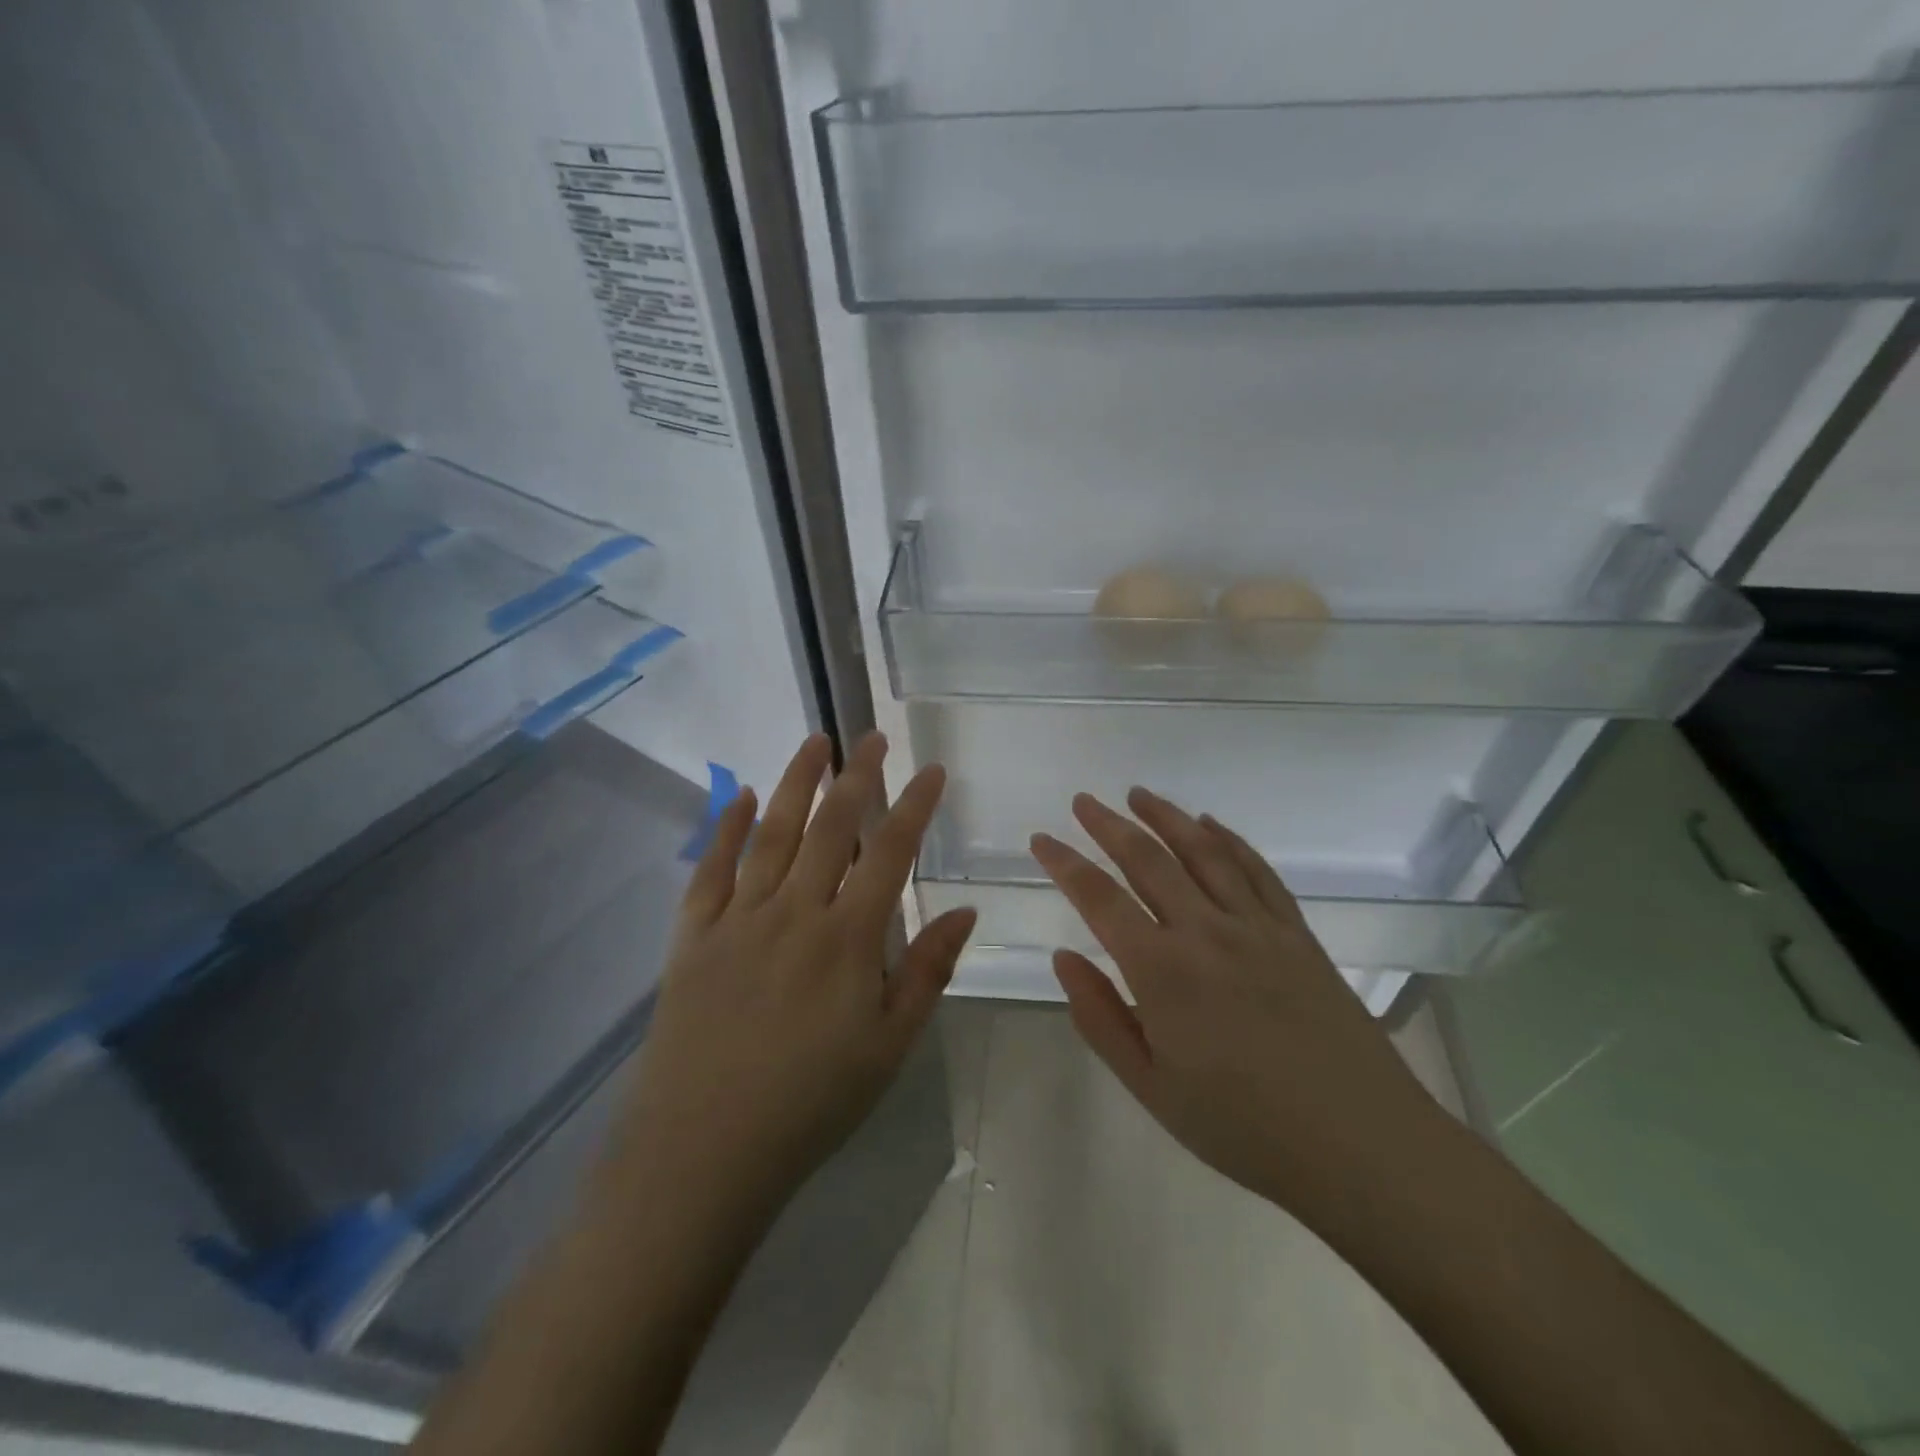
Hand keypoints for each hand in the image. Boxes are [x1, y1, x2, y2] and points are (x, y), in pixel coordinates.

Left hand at [603, 733, 975, 1227]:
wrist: (703, 1152)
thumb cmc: (811, 1103)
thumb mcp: (889, 1046)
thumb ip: (927, 971)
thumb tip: (966, 911)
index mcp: (847, 939)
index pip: (890, 853)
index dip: (914, 806)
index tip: (932, 770)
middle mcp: (794, 912)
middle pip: (831, 828)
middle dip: (857, 777)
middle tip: (872, 737)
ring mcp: (738, 919)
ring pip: (771, 833)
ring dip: (794, 783)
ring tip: (814, 742)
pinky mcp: (692, 936)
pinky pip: (711, 869)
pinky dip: (726, 828)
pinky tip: (737, 796)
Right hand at [1030, 788, 1441, 1222]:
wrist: (1361, 1144)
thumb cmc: (1243, 1126)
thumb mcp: (1151, 1088)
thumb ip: (1101, 1017)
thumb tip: (1064, 956)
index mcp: (1163, 971)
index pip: (1100, 899)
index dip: (1065, 863)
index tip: (1041, 839)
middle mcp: (1206, 932)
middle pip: (1149, 860)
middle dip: (1109, 825)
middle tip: (1083, 800)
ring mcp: (1257, 926)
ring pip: (1204, 852)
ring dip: (1166, 816)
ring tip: (1139, 794)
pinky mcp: (1296, 933)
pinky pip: (1257, 871)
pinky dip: (1230, 839)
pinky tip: (1210, 824)